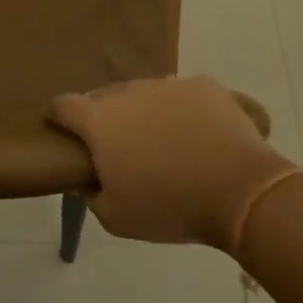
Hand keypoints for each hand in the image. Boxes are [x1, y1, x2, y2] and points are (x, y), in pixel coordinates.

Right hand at [50, 77, 297, 250]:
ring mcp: (169, 84)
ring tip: (164, 142)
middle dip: (106, 118)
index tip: (67, 136)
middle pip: (105, 97)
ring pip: (144, 93)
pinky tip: (198, 134)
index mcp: (99, 120)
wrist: (241, 192)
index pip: (63, 105)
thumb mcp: (116, 219)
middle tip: (121, 149)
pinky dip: (183, 109)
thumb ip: (93, 195)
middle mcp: (129, 92)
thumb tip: (89, 180)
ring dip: (144, 111)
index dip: (61, 119)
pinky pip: (183, 93)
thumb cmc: (170, 207)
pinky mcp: (205, 85)